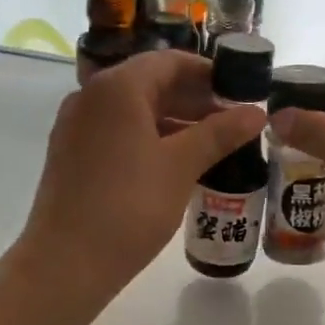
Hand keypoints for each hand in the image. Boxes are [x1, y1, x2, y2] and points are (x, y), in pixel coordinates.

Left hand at [15, 50, 265, 308]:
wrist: (66, 263)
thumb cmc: (129, 206)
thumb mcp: (182, 166)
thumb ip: (220, 133)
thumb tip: (257, 112)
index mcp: (117, 88)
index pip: (170, 62)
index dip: (208, 73)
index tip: (240, 91)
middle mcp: (91, 97)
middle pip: (151, 83)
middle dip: (194, 99)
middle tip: (233, 121)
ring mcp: (77, 126)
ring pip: (135, 110)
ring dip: (175, 121)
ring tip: (213, 144)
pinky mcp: (72, 154)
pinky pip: (119, 132)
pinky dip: (151, 138)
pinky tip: (178, 163)